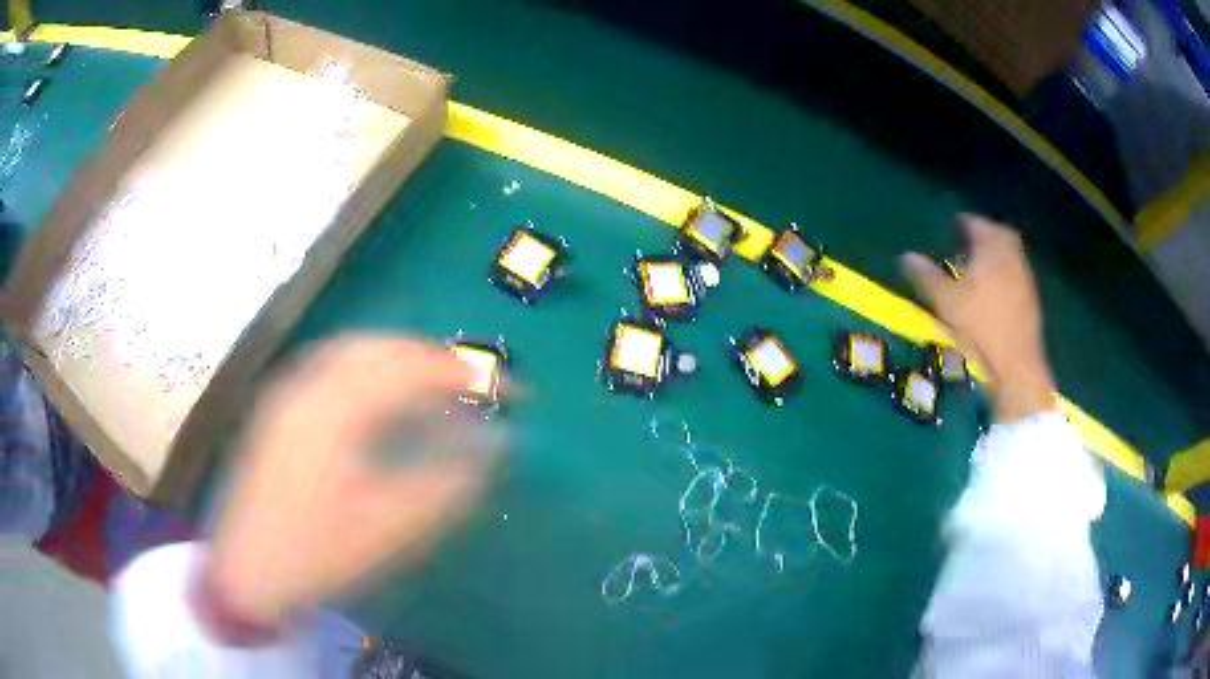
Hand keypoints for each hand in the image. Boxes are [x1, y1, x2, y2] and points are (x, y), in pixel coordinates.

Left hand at [206, 335, 500, 627]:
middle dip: (431, 357)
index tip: (508, 389)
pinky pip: (331, 367)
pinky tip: (381, 398)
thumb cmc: (317, 553)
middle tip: (471, 383)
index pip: (410, 369)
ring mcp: (287, 392)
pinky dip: (368, 370)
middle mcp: (307, 385)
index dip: (463, 374)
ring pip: (352, 351)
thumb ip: (447, 482)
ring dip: (399, 359)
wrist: (246, 570)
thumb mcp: (389, 528)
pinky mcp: (278, 407)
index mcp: (334, 410)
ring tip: (434, 386)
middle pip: (379, 346)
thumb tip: (494, 446)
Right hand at [902, 214, 1055, 422]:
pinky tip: (994, 292)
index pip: (978, 224)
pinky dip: (1005, 275)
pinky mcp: (1031, 302)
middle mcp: (1012, 257)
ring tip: (980, 267)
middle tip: (971, 241)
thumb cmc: (980, 327)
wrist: (1015, 366)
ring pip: (1010, 257)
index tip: (955, 224)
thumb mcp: (946, 301)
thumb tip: (906, 256)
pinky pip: (1016, 276)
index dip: (965, 222)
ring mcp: (1025, 279)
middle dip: (986, 236)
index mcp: (992, 249)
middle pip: (1000, 236)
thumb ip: (927, 276)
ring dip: (996, 256)